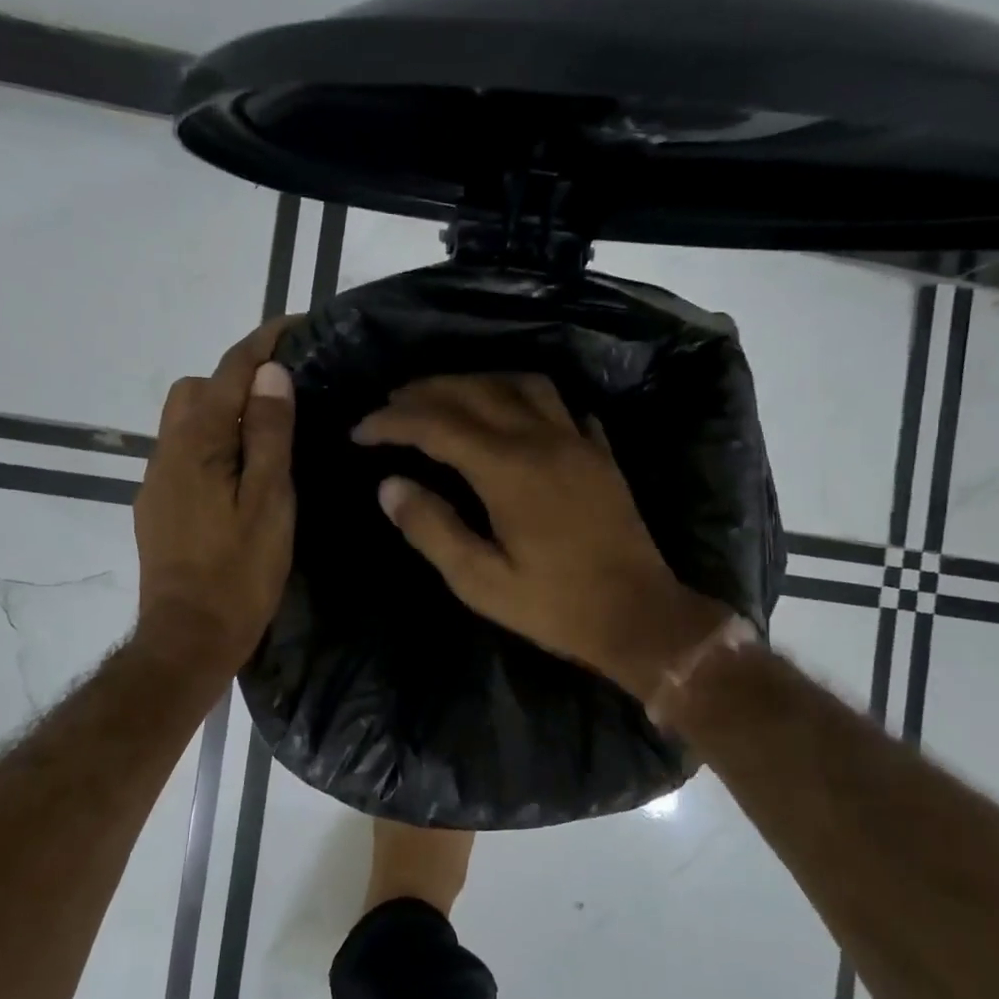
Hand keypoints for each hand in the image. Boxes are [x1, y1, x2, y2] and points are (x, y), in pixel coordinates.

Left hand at [133, 319, 297, 677]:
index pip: (230, 372)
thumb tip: (270, 375)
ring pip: (186, 422)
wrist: (189, 636)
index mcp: (198, 444)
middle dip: (237, 377)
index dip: (263, 343)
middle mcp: (168, 451)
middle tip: (285, 397)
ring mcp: (158, 479)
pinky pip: (184, 453)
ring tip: (268, 435)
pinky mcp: (158, 505)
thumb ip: (269, 435)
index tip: (297, 325)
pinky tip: (241, 474)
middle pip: (197, 389)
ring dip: (223, 412)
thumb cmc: (239, 571)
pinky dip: (213, 443)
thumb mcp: (269, 501)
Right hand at [353, 374, 731, 699]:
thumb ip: (432, 529)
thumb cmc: (554, 606)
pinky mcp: (601, 453)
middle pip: (475, 392)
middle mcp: (542, 440)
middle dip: (425, 392)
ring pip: (521, 385)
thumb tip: (390, 485)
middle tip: (390, 403)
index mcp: (508, 470)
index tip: (360, 431)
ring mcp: (578, 441)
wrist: (639, 617)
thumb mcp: (480, 582)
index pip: (436, 426)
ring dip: (477, 381)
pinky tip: (515, 411)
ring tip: (447, 396)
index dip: (392, 422)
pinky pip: (561, 404)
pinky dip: (527, 397)